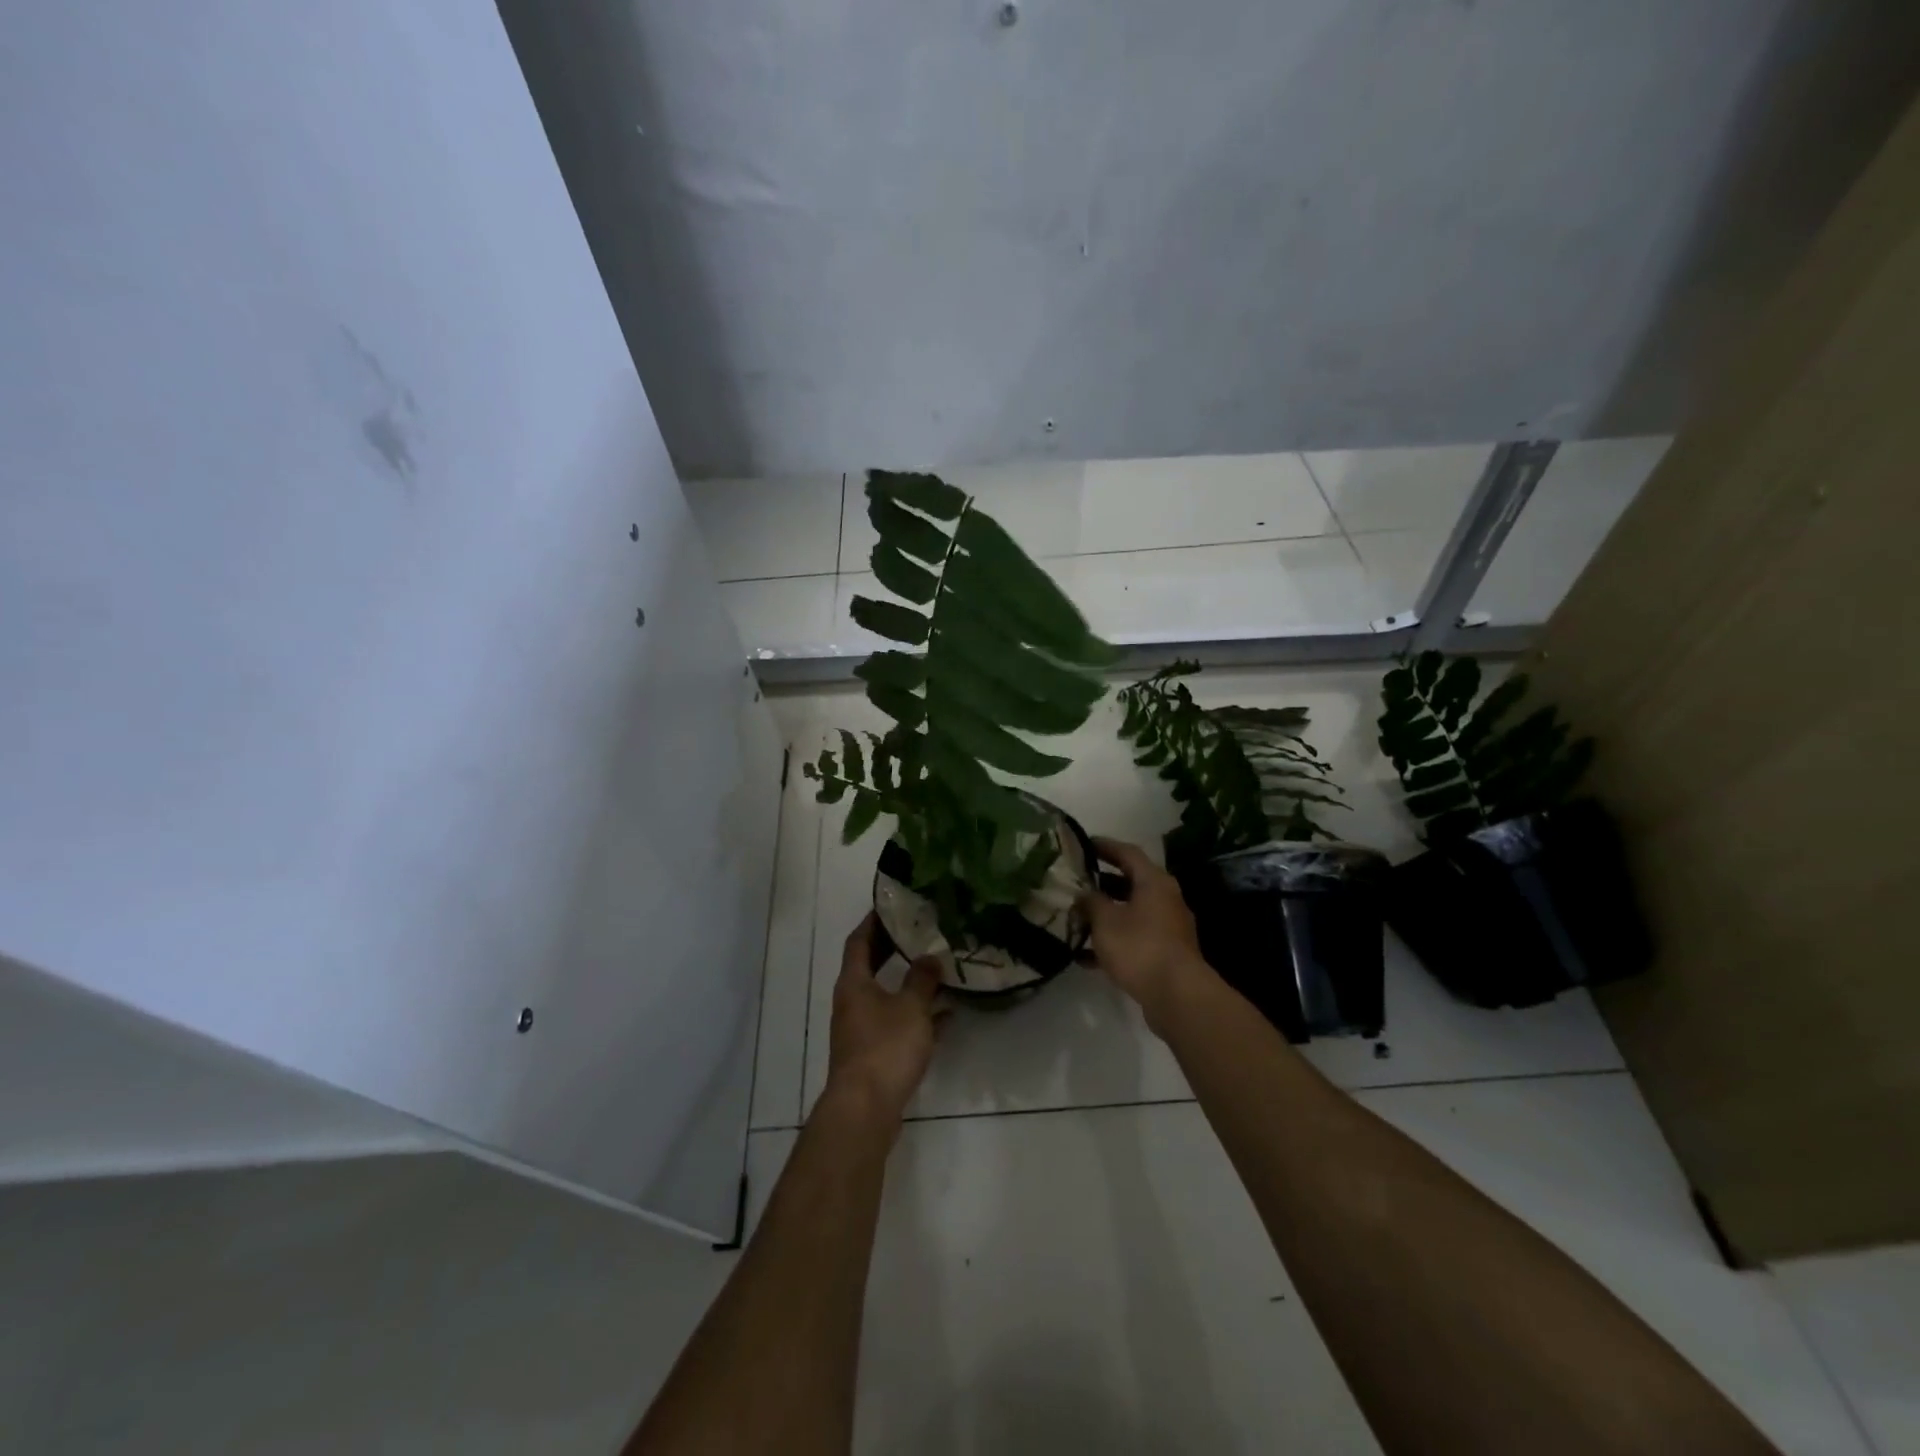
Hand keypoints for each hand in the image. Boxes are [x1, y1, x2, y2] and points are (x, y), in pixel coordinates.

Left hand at [824, 914, 941, 1126]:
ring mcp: (862, 1030)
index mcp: (854, 983)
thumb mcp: (911, 1007)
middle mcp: (853, 1002)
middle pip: (871, 966)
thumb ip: (922, 979)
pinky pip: (898, 1025)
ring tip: (939, 969)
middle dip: (893, 949)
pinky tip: (947, 1016)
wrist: (866, 1109)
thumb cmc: (885, 1047)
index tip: (890, 906)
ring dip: (909, 984)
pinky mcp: (875, 1054)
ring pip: (887, 996)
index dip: (873, 922)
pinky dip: (918, 1017)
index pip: (859, 941)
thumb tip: (930, 957)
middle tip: (918, 931)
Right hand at [1078, 838, 1218, 1036]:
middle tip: (1076, 882)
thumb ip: (1091, 902)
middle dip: (1102, 882)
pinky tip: (1087, 956)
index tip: (1083, 844)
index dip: (1104, 846)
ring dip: (1106, 914)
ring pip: (1132, 912)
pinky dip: (1113, 941)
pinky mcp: (1166, 953)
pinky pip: (1135, 938)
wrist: (1177, 996)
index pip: (1128, 853)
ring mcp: (1168, 928)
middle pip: (1131, 882)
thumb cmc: (1139, 947)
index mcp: (1154, 882)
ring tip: (1076, 918)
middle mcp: (1165, 899)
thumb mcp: (1105, 920)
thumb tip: (1083, 893)